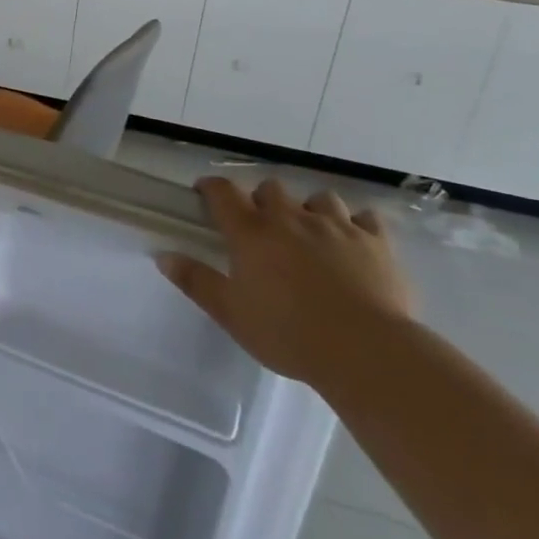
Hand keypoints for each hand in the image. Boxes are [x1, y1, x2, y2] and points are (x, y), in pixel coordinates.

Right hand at [157, 177, 413, 389]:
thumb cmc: (288, 333)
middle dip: (263, 201)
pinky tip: (354, 242)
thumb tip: (163, 256)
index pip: (223, 193)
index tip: (204, 193)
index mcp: (252, 232)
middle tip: (262, 227)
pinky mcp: (376, 243)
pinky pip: (366, 219)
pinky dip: (357, 225)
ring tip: (311, 232)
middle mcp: (291, 218)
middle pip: (271, 189)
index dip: (211, 188)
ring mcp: (337, 226)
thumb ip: (196, 281)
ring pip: (320, 198)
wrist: (366, 350)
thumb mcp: (231, 313)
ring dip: (311, 209)